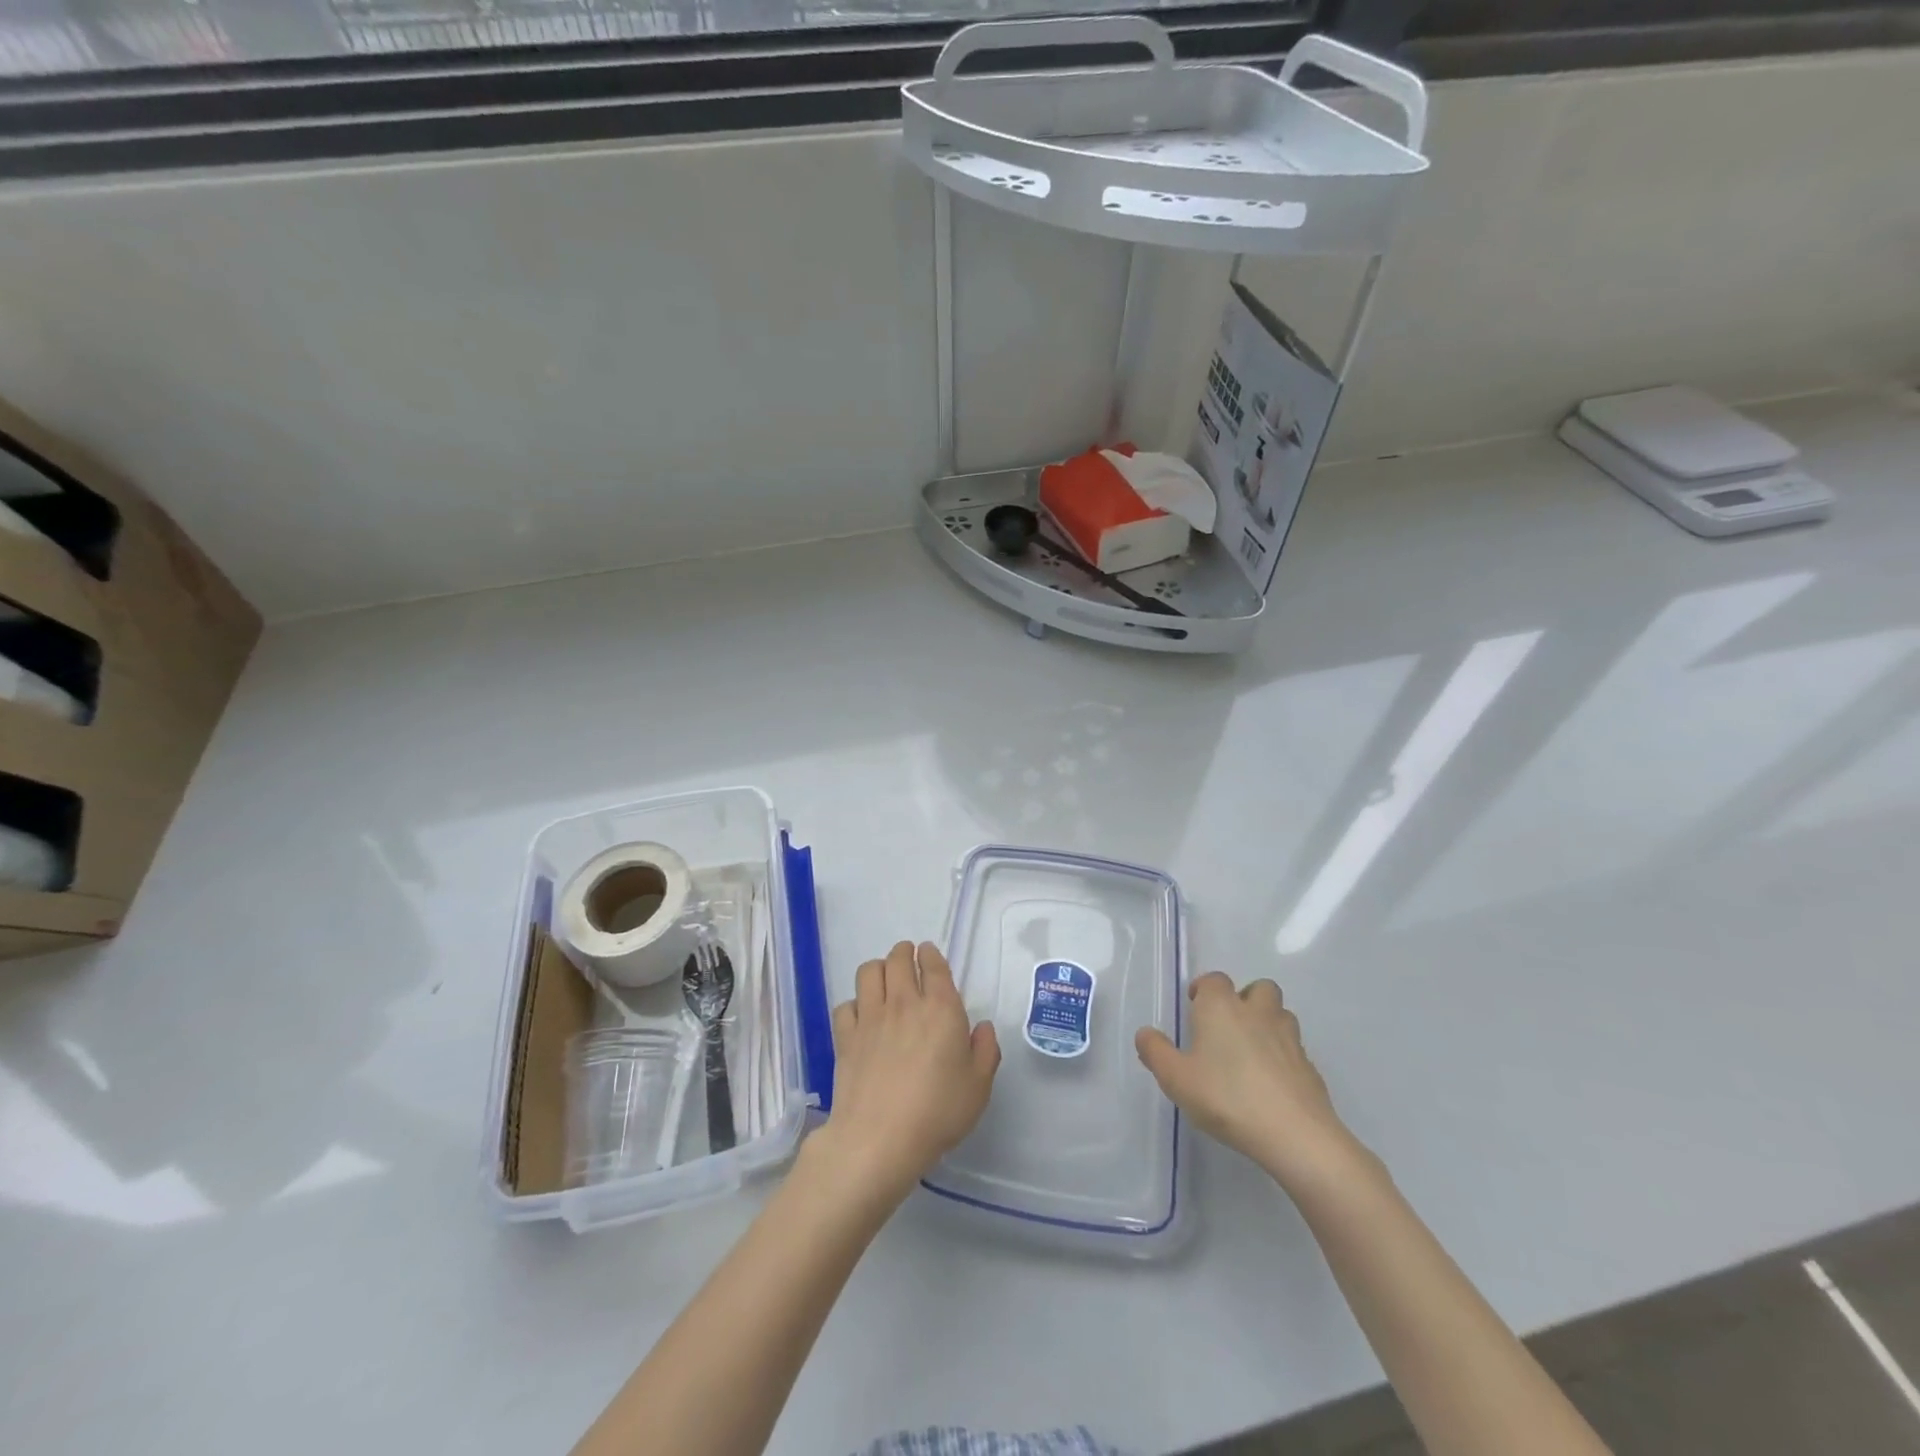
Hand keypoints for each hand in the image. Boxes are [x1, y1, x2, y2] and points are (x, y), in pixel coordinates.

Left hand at [815, 941, 999, 1204]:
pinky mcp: (845, 1036)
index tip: (929, 955)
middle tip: (908, 961)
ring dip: (878, 968)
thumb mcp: (979, 1086)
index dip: (931, 954)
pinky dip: (854, 1005)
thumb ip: (986, 1050)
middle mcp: (904, 1002)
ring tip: (884, 980)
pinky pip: (845, 1004)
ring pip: (868, 971)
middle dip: (904, 953)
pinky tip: (861, 1018)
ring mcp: (870, 1017)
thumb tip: (982, 1027)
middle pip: (898, 958)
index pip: (933, 964)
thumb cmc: (938, 1112)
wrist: (880, 1139)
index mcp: (941, 1008)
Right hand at [1136, 973, 1367, 1193]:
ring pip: (1281, 1013)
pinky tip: (1271, 1081)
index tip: (1195, 1007)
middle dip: (1245, 998)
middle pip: (1258, 988)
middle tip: (1228, 1026)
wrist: (1294, 1133)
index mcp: (1221, 1007)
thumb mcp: (1176, 1078)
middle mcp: (1257, 1012)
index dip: (1204, 990)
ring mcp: (1288, 1037)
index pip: (1214, 980)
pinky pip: (1294, 1047)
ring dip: (1268, 1022)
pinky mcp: (1309, 1065)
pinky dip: (1283, 1054)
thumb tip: (1145, 1033)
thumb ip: (1155, 1052)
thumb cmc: (1226, 1097)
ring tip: (1252, 1050)